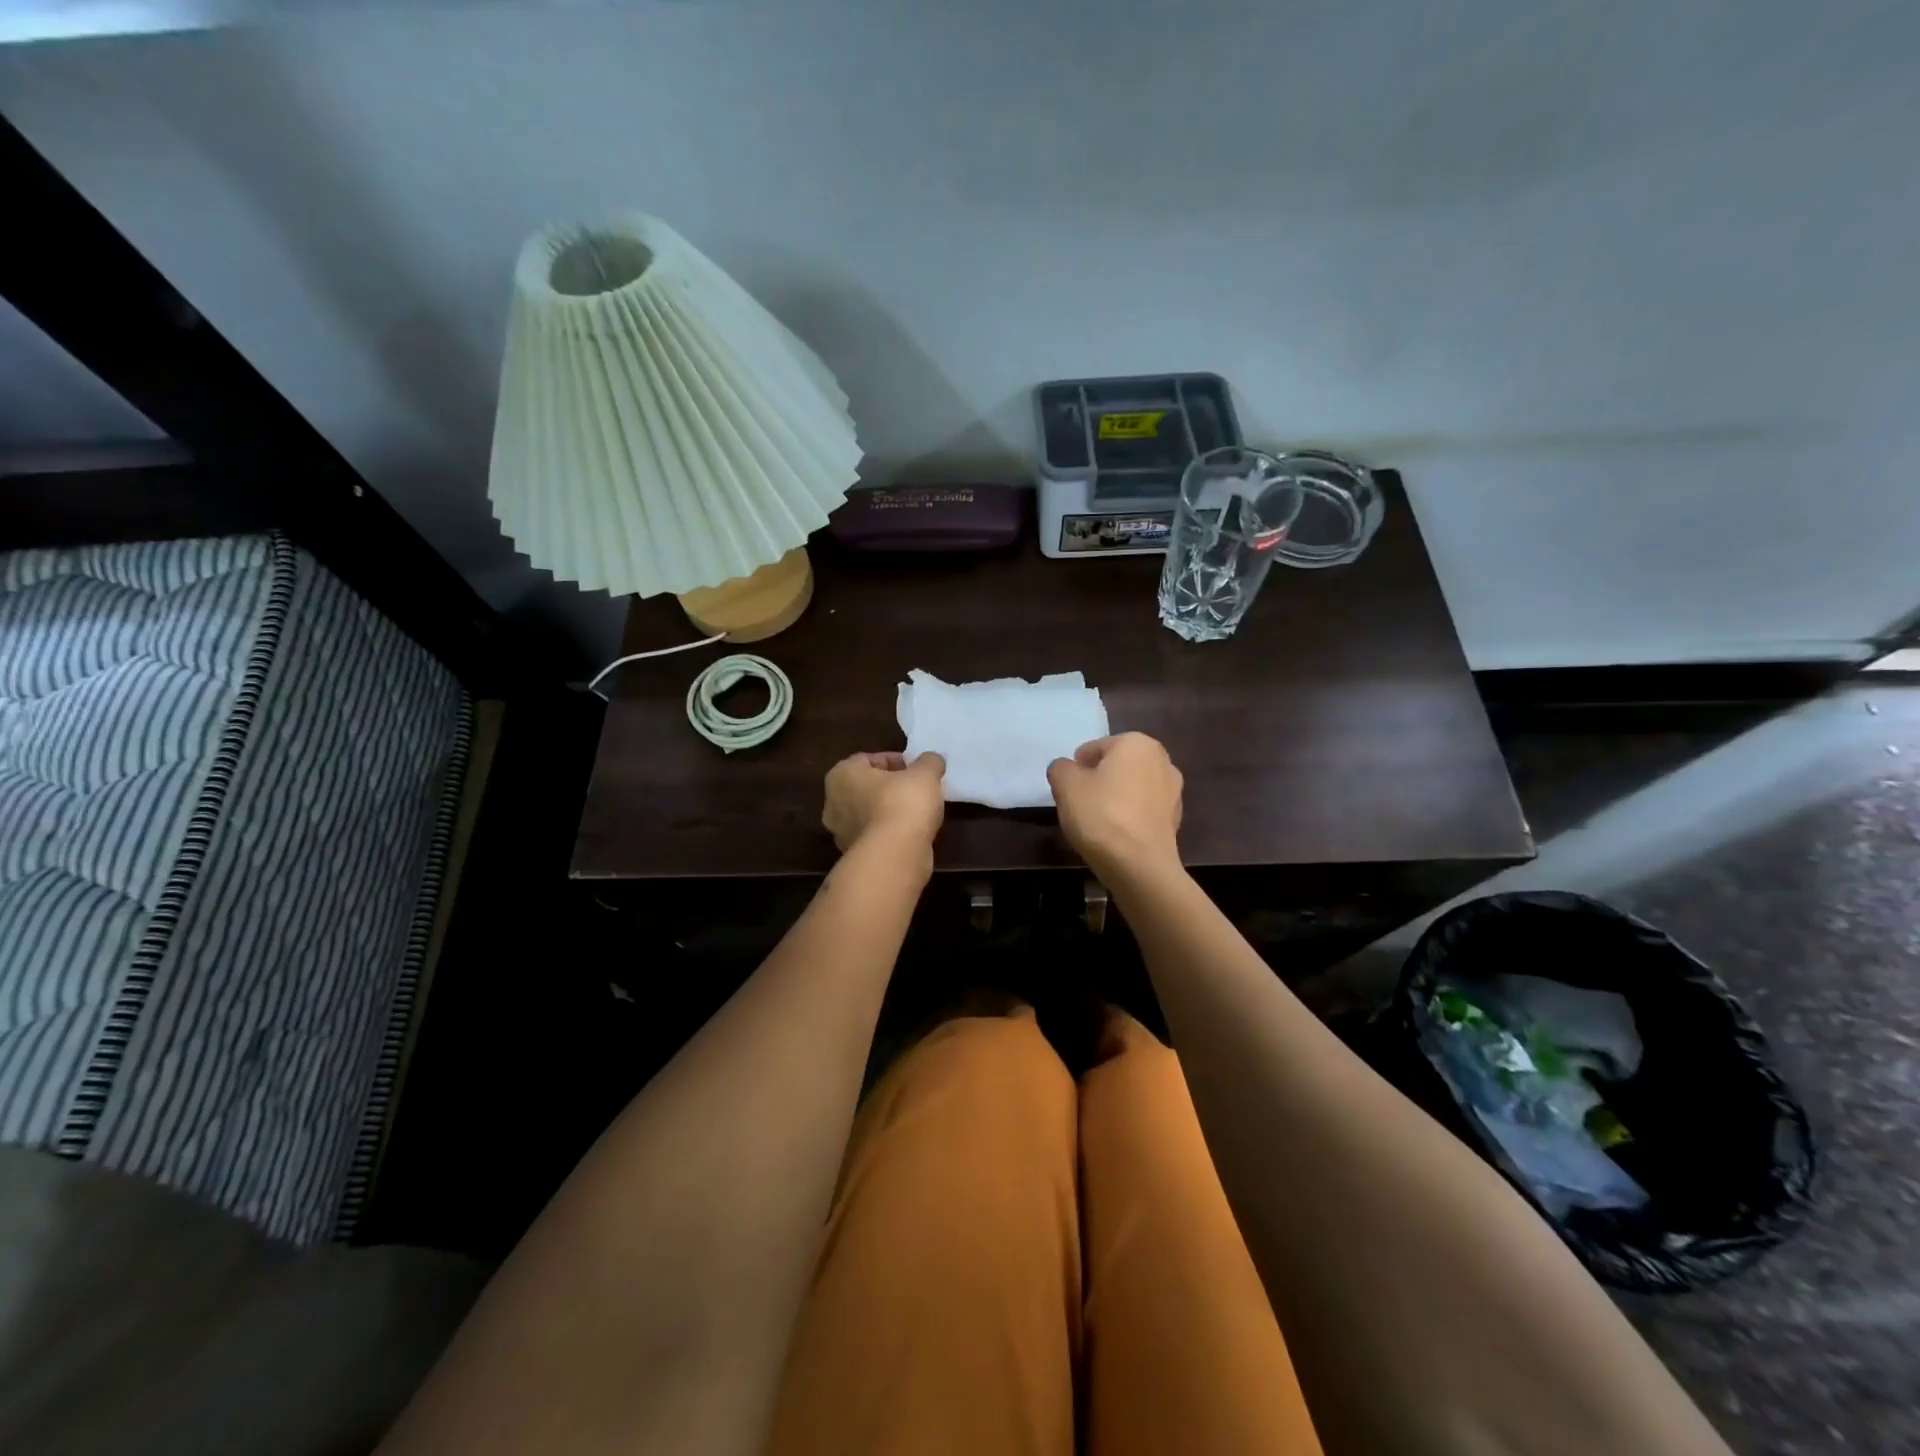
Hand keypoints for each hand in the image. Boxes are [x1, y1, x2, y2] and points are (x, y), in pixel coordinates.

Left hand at [822, 751, 946, 853]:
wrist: (896, 855)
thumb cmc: (903, 803)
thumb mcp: (925, 773)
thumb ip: (929, 762)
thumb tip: (932, 760)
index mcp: (841, 775)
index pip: (867, 759)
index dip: (895, 761)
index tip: (916, 769)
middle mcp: (833, 803)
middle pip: (865, 787)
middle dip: (890, 787)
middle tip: (917, 789)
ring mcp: (841, 833)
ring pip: (869, 813)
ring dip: (889, 811)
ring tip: (918, 812)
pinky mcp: (855, 855)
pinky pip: (875, 835)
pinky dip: (890, 832)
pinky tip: (912, 833)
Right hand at [1047, 733, 1183, 876]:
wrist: (1139, 866)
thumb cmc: (1101, 815)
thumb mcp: (1065, 785)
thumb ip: (1061, 769)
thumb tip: (1066, 769)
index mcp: (1137, 743)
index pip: (1096, 748)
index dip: (1077, 767)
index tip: (1068, 789)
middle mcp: (1162, 761)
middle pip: (1117, 766)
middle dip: (1099, 780)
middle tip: (1079, 803)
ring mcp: (1173, 792)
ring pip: (1132, 789)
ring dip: (1116, 798)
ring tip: (1096, 822)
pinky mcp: (1175, 821)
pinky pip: (1143, 811)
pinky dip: (1129, 818)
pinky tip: (1115, 836)